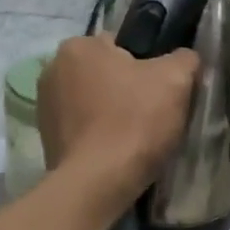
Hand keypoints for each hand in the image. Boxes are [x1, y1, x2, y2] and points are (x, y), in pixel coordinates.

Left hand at [38, 35, 198, 214]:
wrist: (97, 185)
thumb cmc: (134, 122)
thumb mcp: (176, 80)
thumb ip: (184, 58)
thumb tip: (184, 59)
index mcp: (78, 46)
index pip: (123, 44)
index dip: (148, 65)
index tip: (162, 90)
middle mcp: (53, 69)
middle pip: (107, 72)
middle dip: (127, 88)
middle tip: (154, 113)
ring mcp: (45, 106)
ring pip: (94, 100)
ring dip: (112, 111)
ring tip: (136, 136)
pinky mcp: (46, 138)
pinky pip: (83, 126)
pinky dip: (99, 134)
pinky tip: (117, 151)